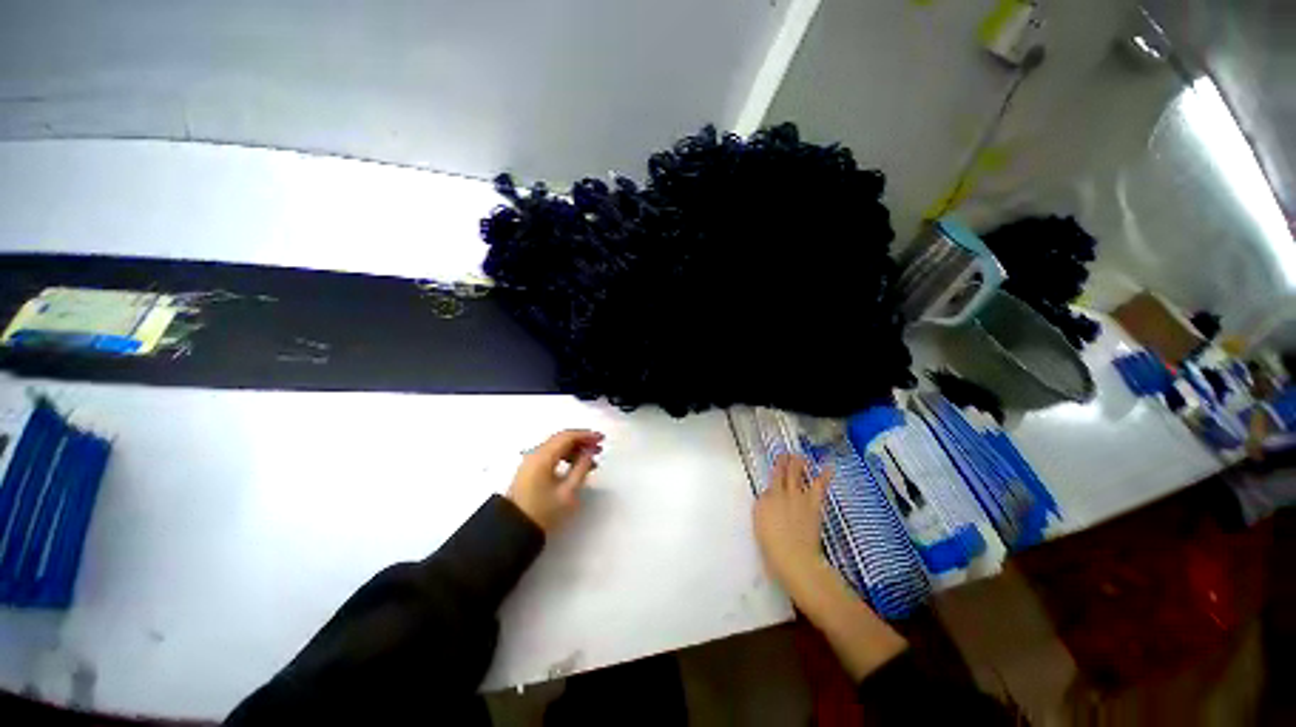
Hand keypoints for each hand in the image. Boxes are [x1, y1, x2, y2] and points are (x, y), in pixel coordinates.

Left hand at [507, 430, 603, 532]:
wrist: (514, 530)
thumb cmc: (543, 512)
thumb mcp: (568, 492)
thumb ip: (581, 469)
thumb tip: (589, 453)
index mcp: (543, 457)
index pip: (567, 437)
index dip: (586, 435)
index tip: (601, 439)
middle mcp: (535, 454)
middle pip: (561, 439)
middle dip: (581, 440)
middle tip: (599, 446)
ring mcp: (531, 461)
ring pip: (556, 446)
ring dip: (574, 448)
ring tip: (591, 458)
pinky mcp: (530, 469)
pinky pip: (550, 454)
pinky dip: (565, 455)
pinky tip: (576, 465)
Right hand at [754, 454, 830, 593]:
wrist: (795, 558)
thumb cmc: (773, 549)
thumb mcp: (761, 528)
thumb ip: (764, 512)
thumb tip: (769, 503)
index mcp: (763, 502)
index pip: (767, 488)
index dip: (772, 483)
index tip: (775, 477)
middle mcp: (778, 494)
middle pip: (780, 474)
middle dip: (782, 463)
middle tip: (785, 454)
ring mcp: (796, 497)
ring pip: (796, 474)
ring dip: (797, 463)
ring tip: (799, 455)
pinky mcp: (812, 503)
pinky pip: (819, 486)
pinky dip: (824, 476)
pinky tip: (829, 467)